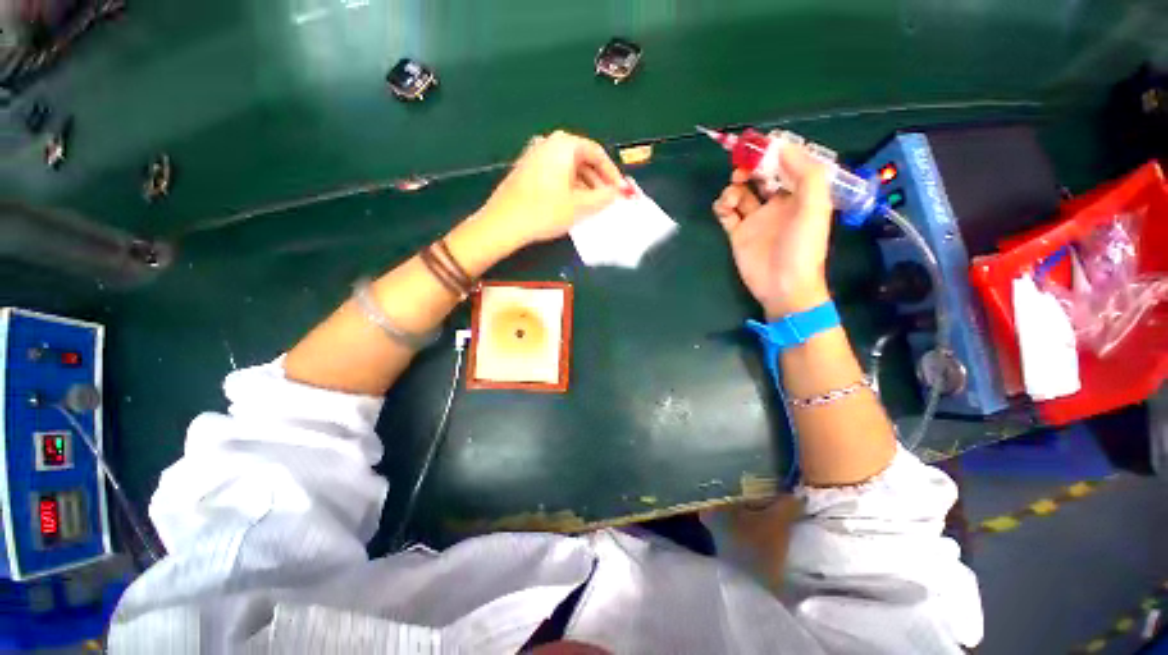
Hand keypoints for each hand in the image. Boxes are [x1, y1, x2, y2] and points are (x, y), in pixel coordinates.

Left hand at [475, 130, 623, 250]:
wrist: (504, 223)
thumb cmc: (545, 211)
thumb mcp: (580, 206)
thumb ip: (603, 197)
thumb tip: (617, 192)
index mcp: (564, 144)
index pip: (596, 153)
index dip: (611, 173)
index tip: (620, 191)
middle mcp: (548, 143)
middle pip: (582, 158)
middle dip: (598, 179)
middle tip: (607, 199)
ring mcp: (534, 155)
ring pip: (568, 167)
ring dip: (584, 184)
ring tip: (592, 204)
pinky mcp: (526, 169)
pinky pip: (555, 173)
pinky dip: (568, 185)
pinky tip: (572, 203)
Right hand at [712, 144, 833, 317]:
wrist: (783, 286)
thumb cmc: (802, 247)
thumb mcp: (814, 206)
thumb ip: (805, 173)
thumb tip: (782, 146)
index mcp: (799, 194)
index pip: (786, 165)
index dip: (774, 152)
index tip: (760, 144)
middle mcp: (777, 203)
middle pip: (760, 176)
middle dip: (750, 167)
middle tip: (742, 168)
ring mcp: (755, 218)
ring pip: (740, 192)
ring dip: (734, 186)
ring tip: (732, 194)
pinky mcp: (737, 233)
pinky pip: (726, 212)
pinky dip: (722, 205)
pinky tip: (724, 207)